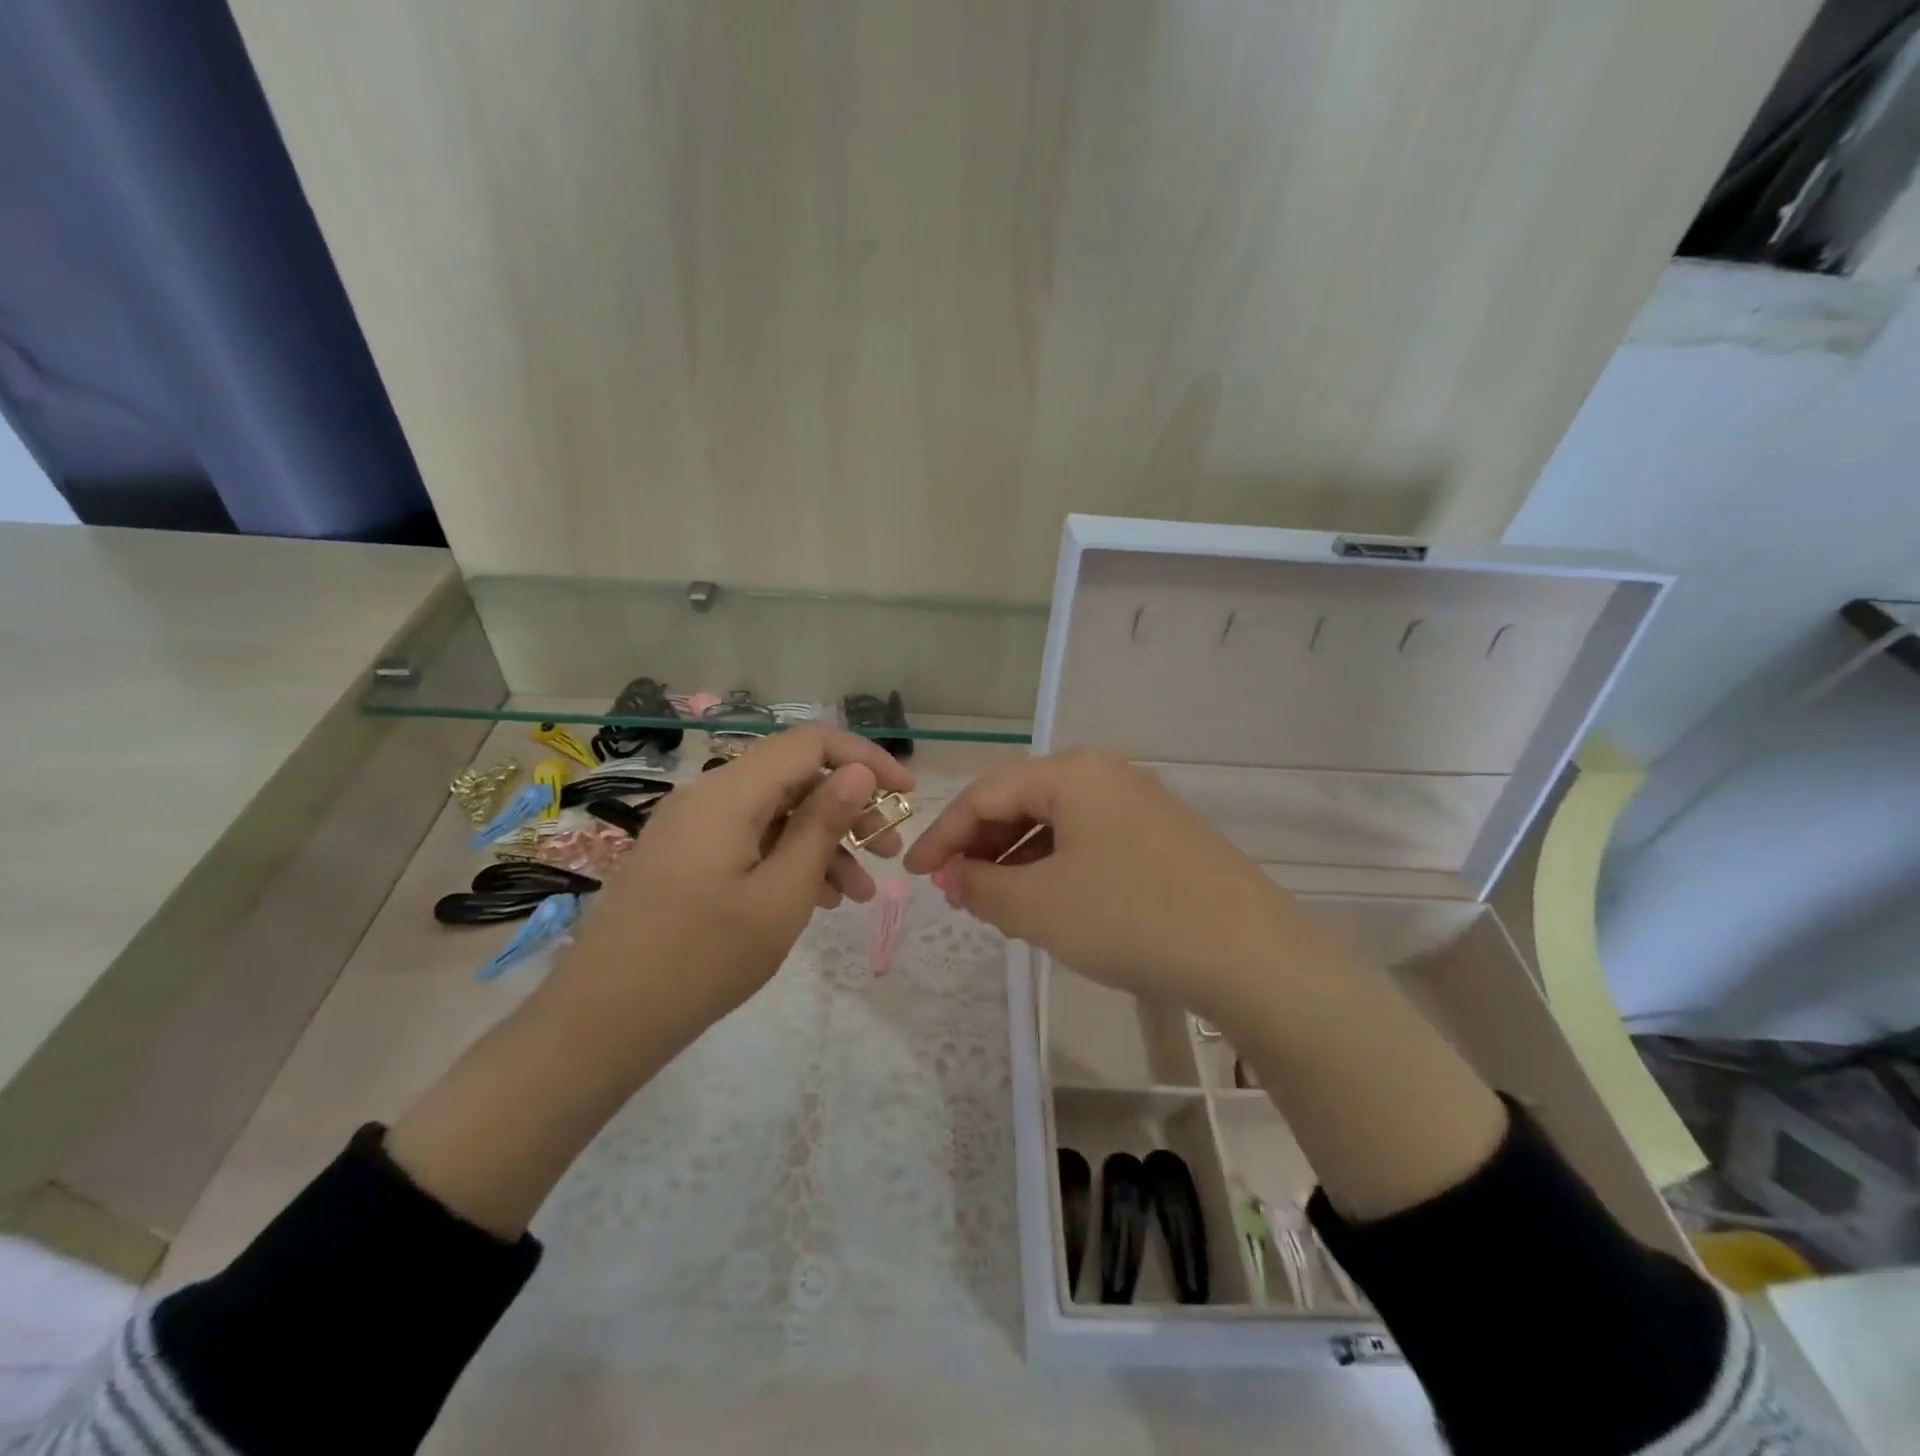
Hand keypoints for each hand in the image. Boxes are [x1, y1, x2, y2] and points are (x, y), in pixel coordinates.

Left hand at [555, 724, 914, 1039]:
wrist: (603, 1022)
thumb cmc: (703, 958)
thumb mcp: (781, 894)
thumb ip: (822, 825)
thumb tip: (856, 771)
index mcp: (729, 793)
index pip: (810, 743)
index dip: (864, 758)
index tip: (906, 794)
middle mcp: (708, 796)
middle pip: (793, 778)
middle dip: (849, 809)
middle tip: (889, 851)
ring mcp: (692, 828)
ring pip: (774, 814)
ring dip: (823, 842)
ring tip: (859, 893)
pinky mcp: (685, 857)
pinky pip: (749, 841)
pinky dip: (788, 860)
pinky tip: (818, 900)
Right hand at [903, 750, 1314, 1019]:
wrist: (1252, 955)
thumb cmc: (1131, 919)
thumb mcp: (1040, 907)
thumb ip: (982, 886)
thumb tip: (956, 876)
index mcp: (1070, 774)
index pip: (984, 795)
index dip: (941, 835)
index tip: (911, 874)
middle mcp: (1104, 773)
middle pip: (1020, 802)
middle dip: (979, 846)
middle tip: (954, 889)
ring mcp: (1138, 802)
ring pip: (1055, 823)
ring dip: (1015, 859)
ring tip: (994, 902)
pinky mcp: (1160, 834)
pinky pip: (1088, 840)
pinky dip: (1054, 867)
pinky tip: (1048, 902)